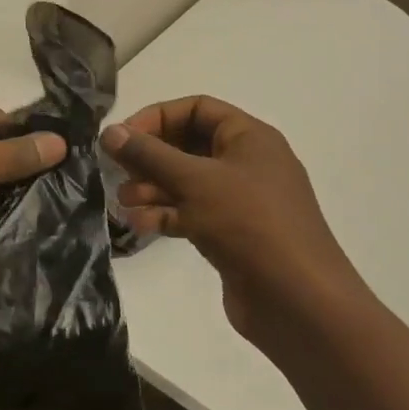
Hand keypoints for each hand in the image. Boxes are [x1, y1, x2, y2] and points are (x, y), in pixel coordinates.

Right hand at [102, 96, 361, 349]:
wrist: (298, 300)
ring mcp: (240, 201)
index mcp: (249, 137)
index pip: (197, 109)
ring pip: (187, 183)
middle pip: (189, 146)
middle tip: (118, 171)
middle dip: (151, 157)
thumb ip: (149, 154)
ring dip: (153, 189)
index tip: (123, 138)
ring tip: (124, 202)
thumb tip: (110, 131)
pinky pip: (193, 213)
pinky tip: (141, 225)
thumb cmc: (249, 223)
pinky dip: (167, 215)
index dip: (157, 118)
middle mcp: (246, 163)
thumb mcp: (195, 181)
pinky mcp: (232, 235)